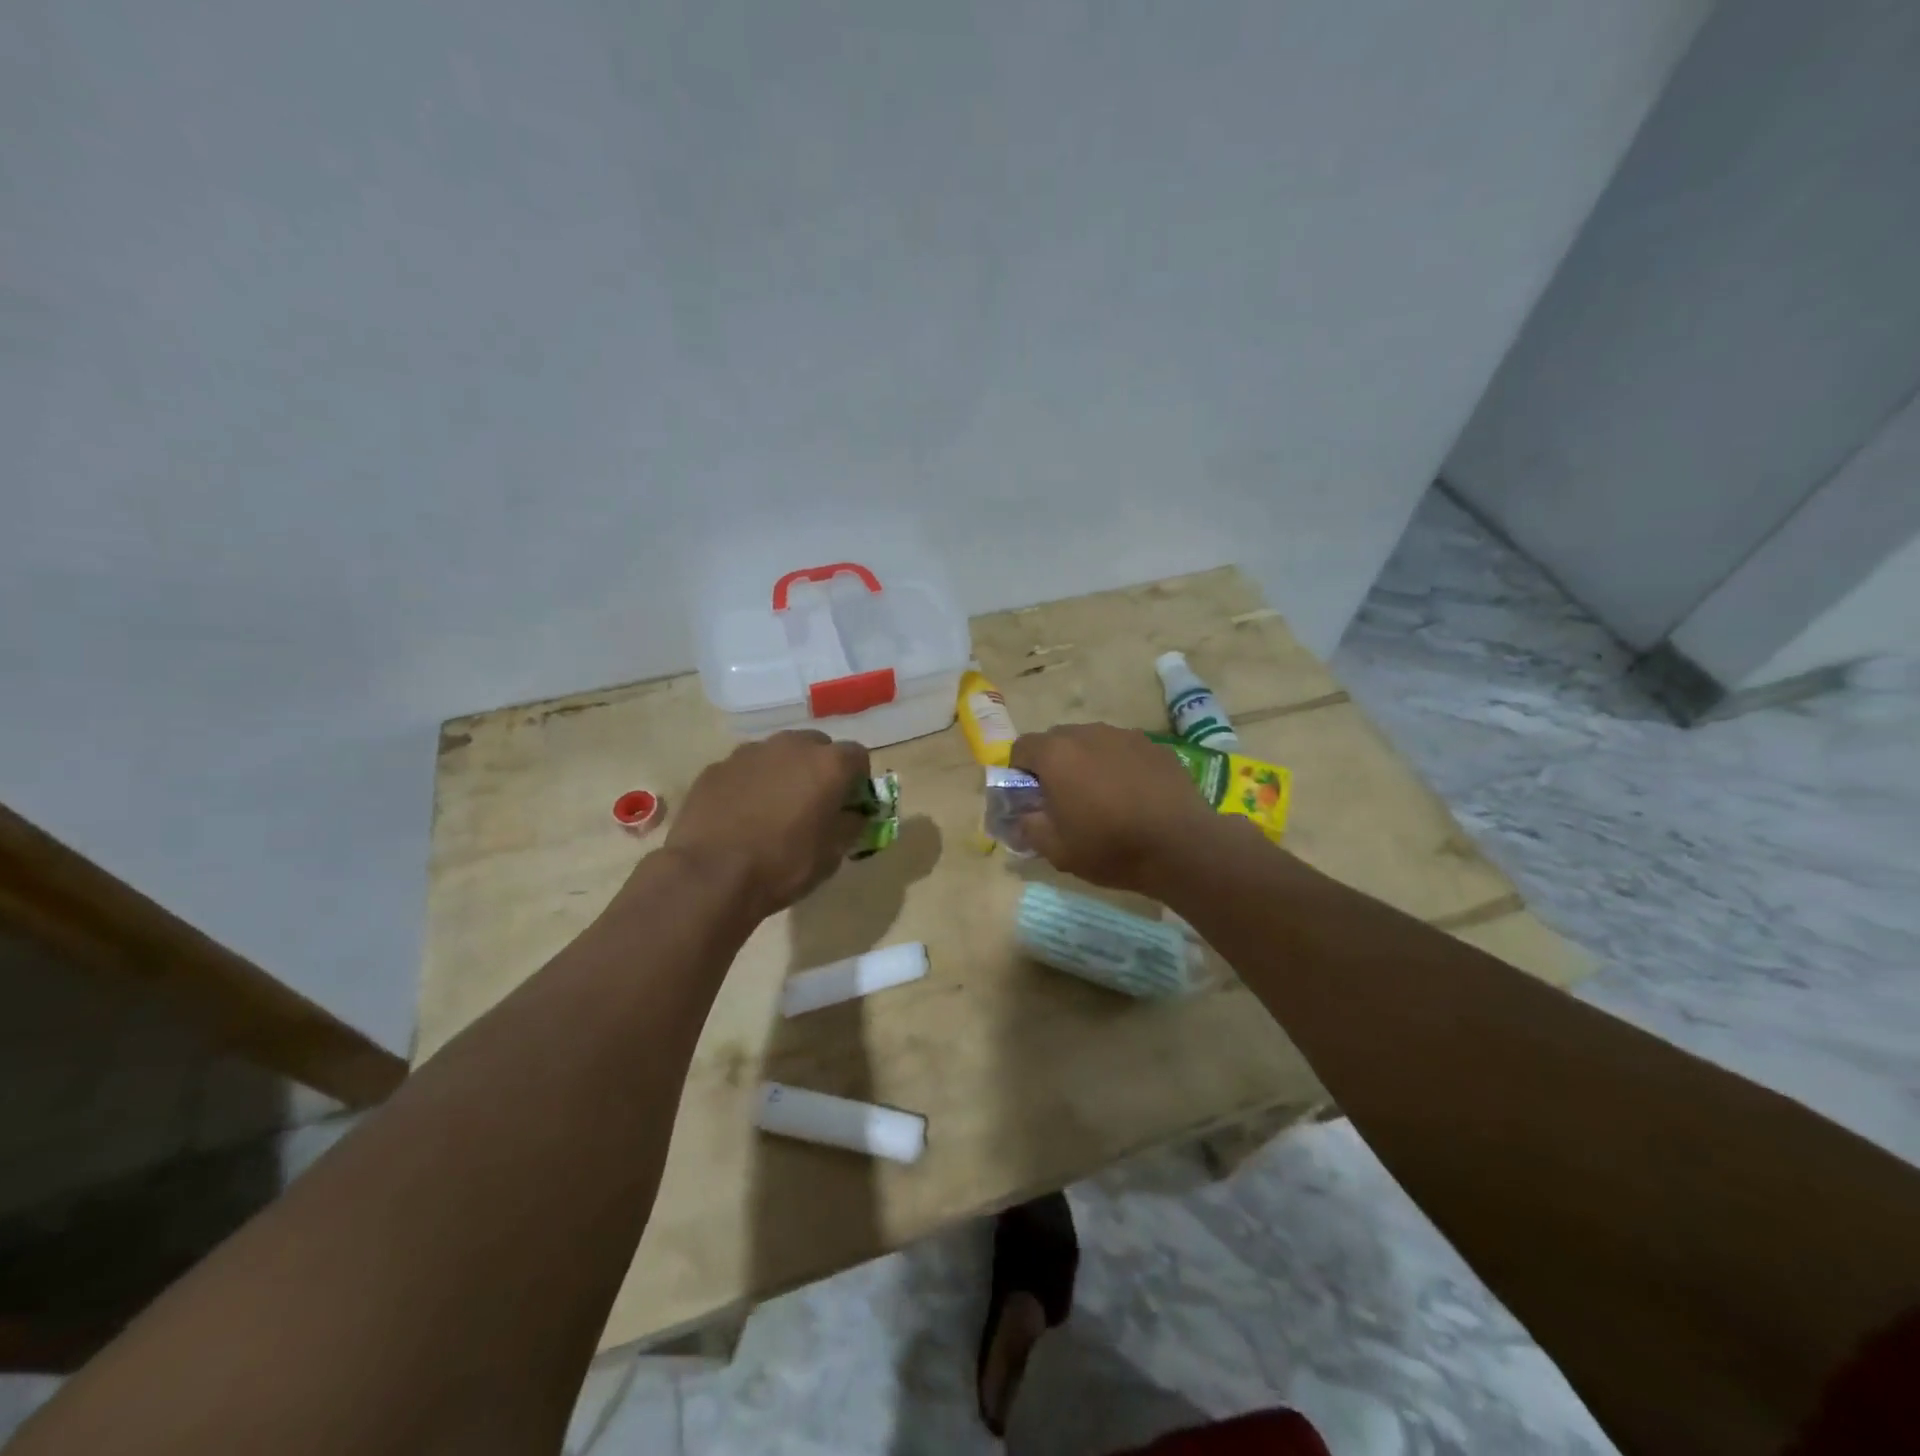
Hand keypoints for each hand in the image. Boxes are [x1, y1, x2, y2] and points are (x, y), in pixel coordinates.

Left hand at [664, 730, 871, 916]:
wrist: (710, 876)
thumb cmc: (783, 865)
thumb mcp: (832, 854)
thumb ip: (851, 825)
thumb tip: (853, 814)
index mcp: (828, 764)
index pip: (858, 756)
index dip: (858, 780)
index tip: (849, 804)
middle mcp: (791, 746)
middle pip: (817, 746)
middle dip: (820, 769)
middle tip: (813, 803)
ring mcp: (750, 753)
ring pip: (778, 754)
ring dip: (784, 773)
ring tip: (773, 809)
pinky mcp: (717, 767)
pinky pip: (745, 769)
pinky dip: (750, 784)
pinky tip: (741, 815)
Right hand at [1008, 723, 1221, 892]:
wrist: (1181, 846)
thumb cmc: (1111, 847)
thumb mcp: (1057, 850)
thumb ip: (1029, 826)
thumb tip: (1022, 815)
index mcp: (1057, 755)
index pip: (1022, 747)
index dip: (1019, 771)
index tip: (1030, 797)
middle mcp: (1088, 734)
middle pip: (1057, 739)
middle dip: (1053, 764)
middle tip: (1064, 798)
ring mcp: (1124, 735)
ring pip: (1092, 741)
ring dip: (1087, 762)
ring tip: (1102, 796)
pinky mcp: (1155, 745)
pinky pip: (1123, 749)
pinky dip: (1119, 765)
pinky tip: (1133, 794)